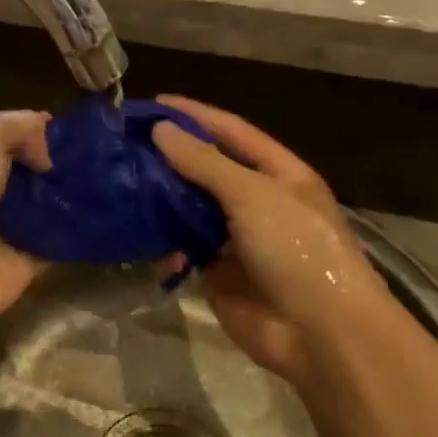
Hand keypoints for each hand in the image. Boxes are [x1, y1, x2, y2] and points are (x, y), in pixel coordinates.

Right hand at [150, 95, 384, 381]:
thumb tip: (160, 130)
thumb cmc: (296, 250)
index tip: (153, 103)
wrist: (318, 333)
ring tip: (119, 182)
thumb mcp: (253, 195)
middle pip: (206, 169)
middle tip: (123, 145)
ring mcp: (235, 238)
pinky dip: (161, 241)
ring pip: (189, 208)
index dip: (195, 115)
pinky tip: (134, 231)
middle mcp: (257, 201)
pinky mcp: (215, 272)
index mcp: (279, 174)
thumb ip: (204, 162)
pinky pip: (181, 247)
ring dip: (159, 198)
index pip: (231, 132)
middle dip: (169, 156)